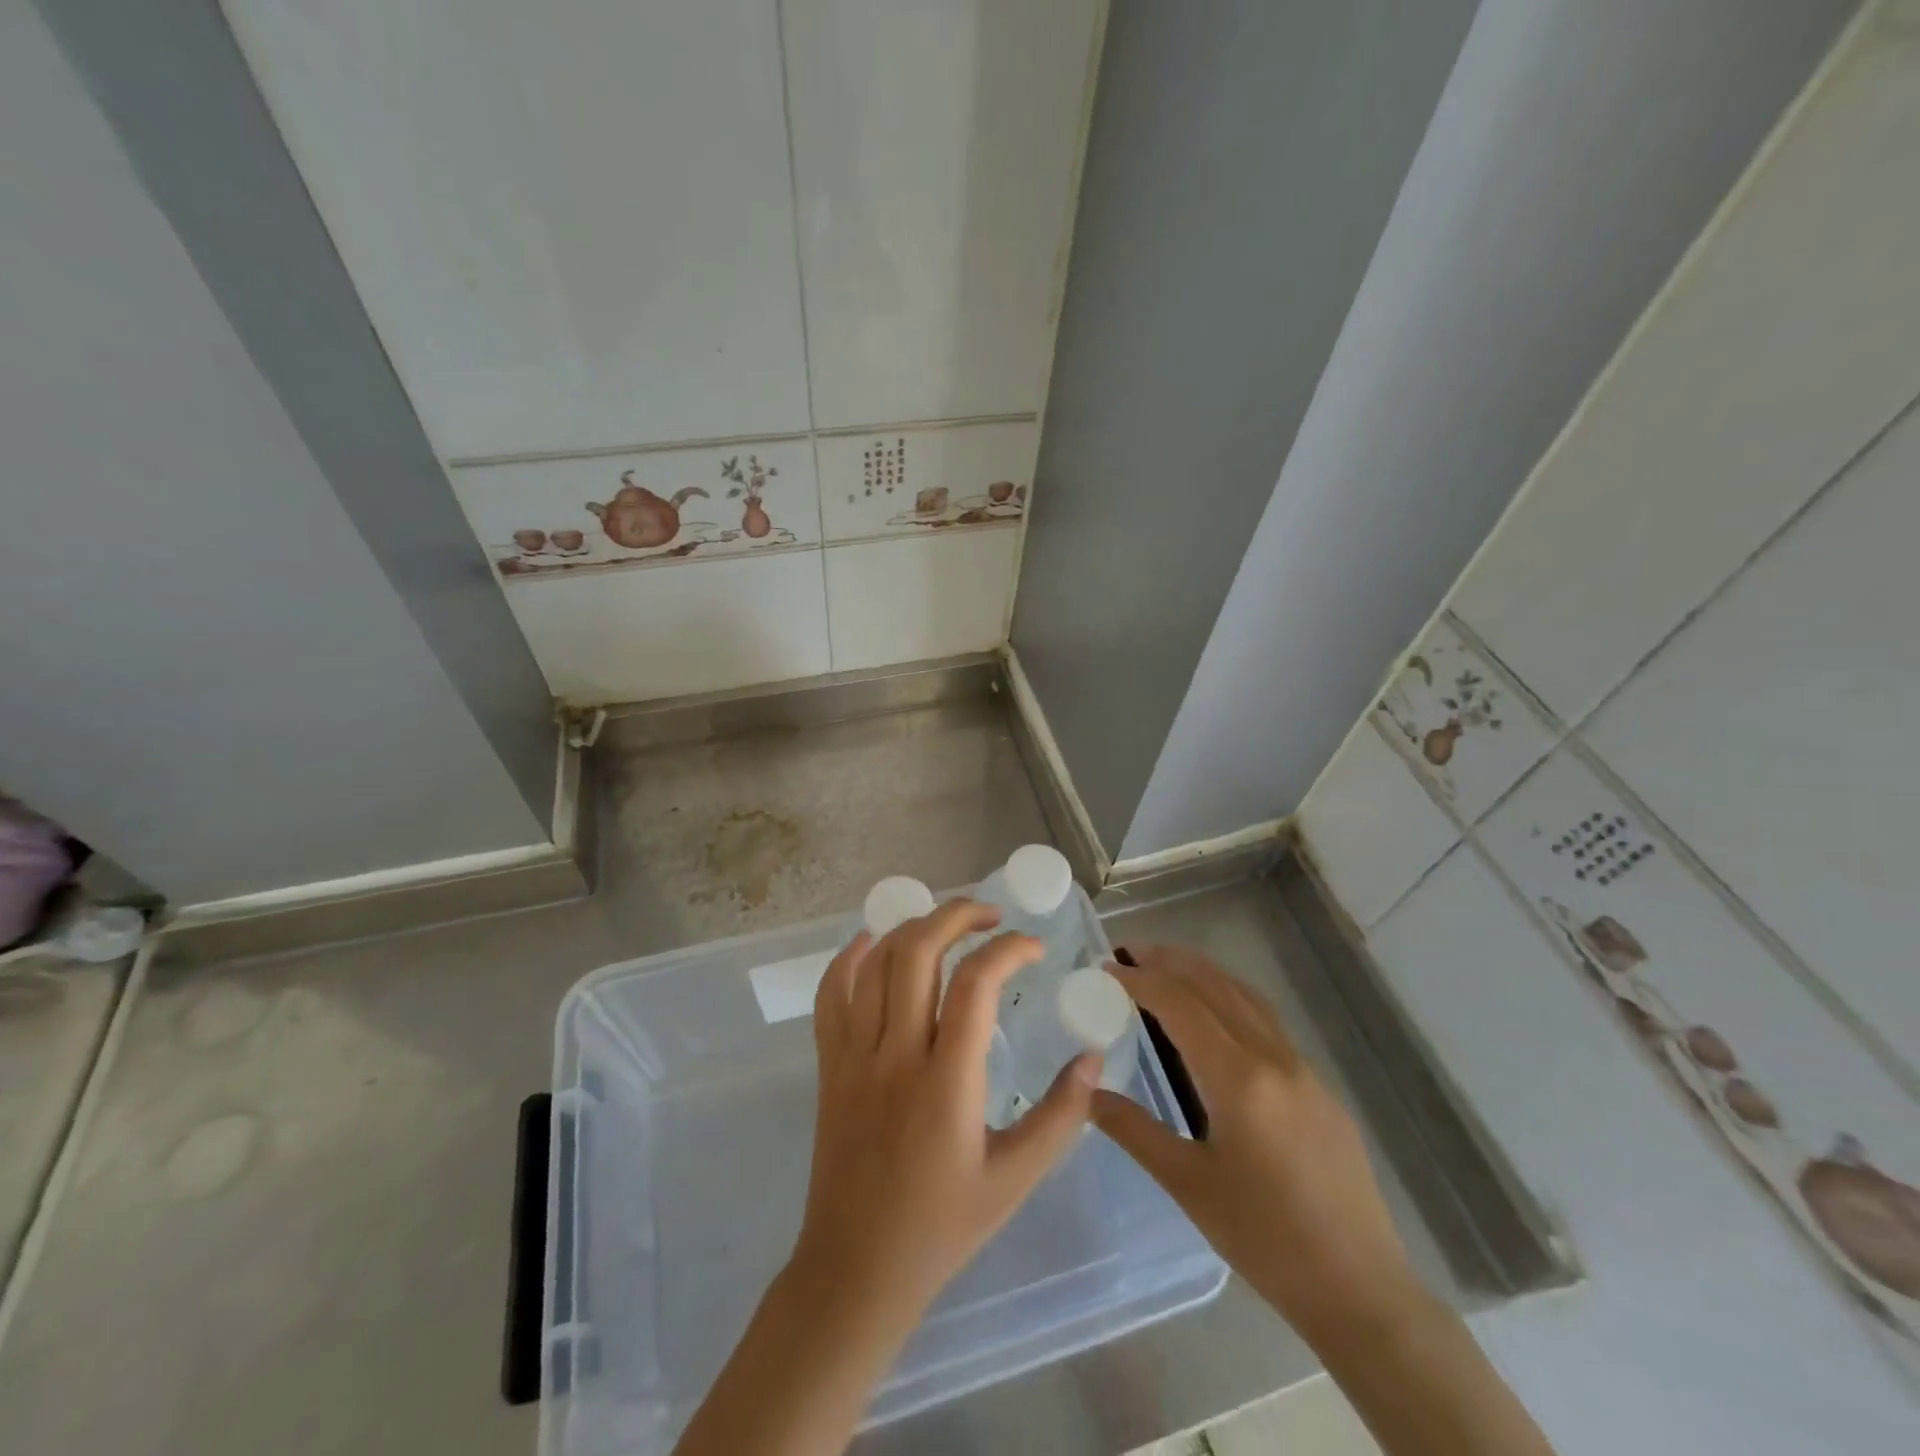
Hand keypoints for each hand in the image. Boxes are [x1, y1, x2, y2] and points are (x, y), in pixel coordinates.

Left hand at [793, 898, 1102, 1327]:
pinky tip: (873, 942)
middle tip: (990, 915)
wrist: (856, 1270)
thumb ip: (1061, 1116)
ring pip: (875, 962)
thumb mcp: (1016, 1179)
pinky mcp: (829, 1065)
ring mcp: (853, 1056)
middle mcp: (895, 1055)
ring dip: (912, 927)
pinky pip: (830, 994)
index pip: (976, 984)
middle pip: (917, 952)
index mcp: (946, 1083)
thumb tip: (1093, 1058)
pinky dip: (850, 957)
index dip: (1009, 949)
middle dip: (957, 915)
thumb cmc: (942, 1227)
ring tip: (946, 924)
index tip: (1035, 947)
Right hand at [1092, 945, 1425, 1342]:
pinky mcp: (1319, 1086)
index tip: (1107, 969)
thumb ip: (1134, 1129)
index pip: (1180, 1005)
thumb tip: (1086, 1093)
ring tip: (1167, 966)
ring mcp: (1302, 1069)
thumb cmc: (1265, 1238)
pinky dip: (1230, 997)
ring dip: (1203, 973)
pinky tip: (1216, 1013)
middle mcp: (1273, 1058)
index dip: (1140, 980)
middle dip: (1170, 961)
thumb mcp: (1188, 1185)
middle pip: (1215, 986)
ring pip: (1245, 997)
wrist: (1359, 1288)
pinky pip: (1266, 1020)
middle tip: (1130, 950)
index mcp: (1239, 1078)